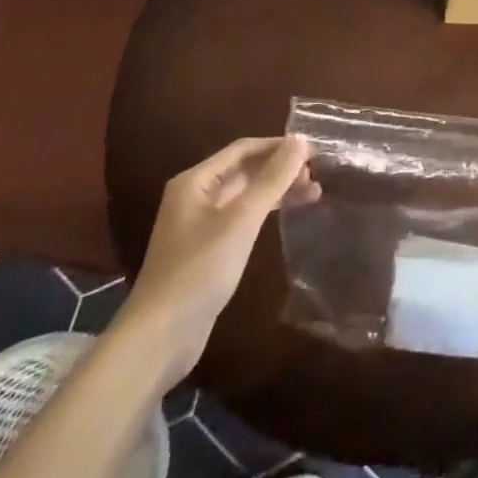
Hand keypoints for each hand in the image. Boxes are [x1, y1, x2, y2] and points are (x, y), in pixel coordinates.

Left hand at [124, 136, 319, 375]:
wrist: (160, 338)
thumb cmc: (200, 269)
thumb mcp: (241, 219)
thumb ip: (272, 178)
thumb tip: (301, 139)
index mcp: (195, 180)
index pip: (243, 149)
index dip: (279, 146)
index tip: (314, 150)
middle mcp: (195, 196)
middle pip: (244, 170)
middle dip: (280, 169)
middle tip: (317, 173)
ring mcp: (199, 225)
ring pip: (246, 195)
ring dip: (277, 191)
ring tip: (314, 193)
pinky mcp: (207, 250)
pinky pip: (242, 218)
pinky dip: (266, 213)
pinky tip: (287, 217)